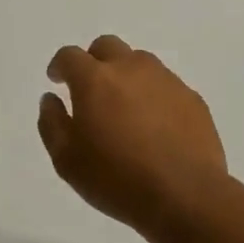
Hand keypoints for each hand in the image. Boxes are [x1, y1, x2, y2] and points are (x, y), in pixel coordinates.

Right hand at [38, 35, 229, 236]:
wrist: (185, 196)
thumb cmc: (116, 179)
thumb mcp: (66, 160)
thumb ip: (52, 123)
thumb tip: (51, 99)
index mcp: (95, 80)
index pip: (70, 56)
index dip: (60, 66)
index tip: (58, 81)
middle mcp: (131, 68)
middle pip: (107, 46)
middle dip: (93, 61)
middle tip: (90, 90)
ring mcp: (166, 81)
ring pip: (139, 62)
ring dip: (125, 76)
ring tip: (124, 109)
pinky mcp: (192, 98)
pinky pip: (165, 85)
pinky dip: (152, 95)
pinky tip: (153, 125)